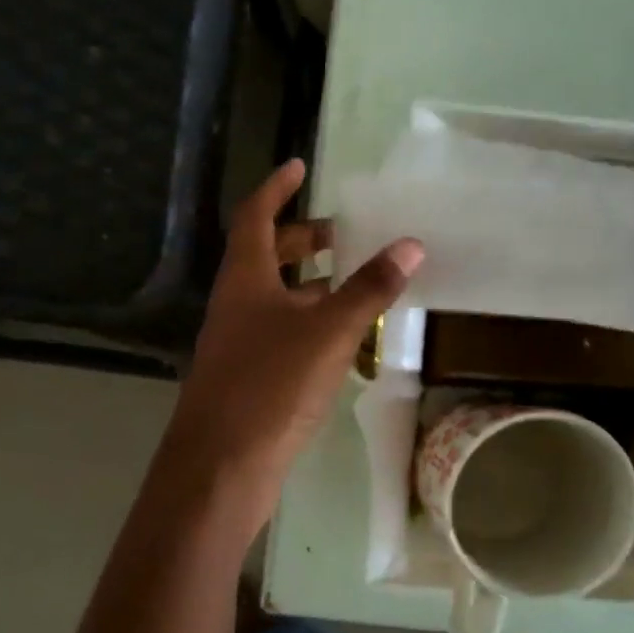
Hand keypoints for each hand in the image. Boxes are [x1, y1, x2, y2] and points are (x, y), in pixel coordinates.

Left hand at [166, 160, 422, 500]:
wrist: (222, 466)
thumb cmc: (270, 386)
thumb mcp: (327, 332)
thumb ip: (368, 289)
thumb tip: (411, 243)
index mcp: (245, 280)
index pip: (256, 217)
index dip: (276, 188)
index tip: (300, 166)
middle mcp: (237, 305)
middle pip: (268, 258)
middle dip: (305, 240)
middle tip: (346, 235)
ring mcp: (240, 344)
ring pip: (278, 300)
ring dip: (314, 287)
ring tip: (360, 283)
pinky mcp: (250, 379)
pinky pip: (283, 336)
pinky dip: (312, 326)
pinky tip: (345, 341)